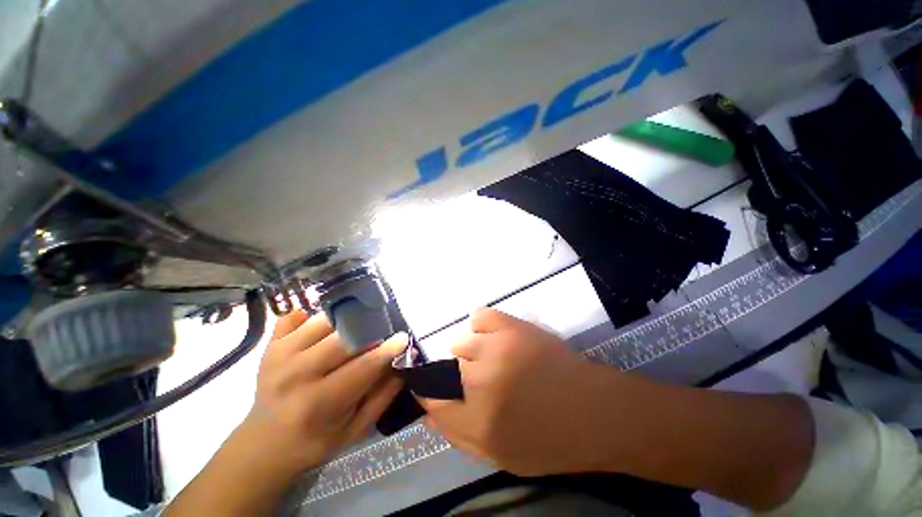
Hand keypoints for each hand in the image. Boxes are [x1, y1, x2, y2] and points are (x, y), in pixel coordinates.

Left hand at [166, 311, 406, 515]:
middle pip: (343, 339)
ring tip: (360, 325)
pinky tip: (328, 322)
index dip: (386, 350)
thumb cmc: (315, 440)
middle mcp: (295, 376)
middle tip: (383, 331)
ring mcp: (279, 357)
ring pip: (323, 322)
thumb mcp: (355, 430)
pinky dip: (313, 314)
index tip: (403, 338)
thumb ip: (382, 396)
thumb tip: (401, 362)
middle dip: (369, 331)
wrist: (264, 444)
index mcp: (318, 404)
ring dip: (347, 320)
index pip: (362, 368)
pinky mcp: (270, 346)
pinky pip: (295, 316)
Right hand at [417, 307, 619, 476]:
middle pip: (444, 367)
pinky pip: (479, 316)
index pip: (431, 398)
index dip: (429, 392)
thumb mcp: (500, 456)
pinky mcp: (511, 326)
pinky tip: (494, 336)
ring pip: (461, 342)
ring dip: (472, 352)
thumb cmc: (549, 441)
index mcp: (476, 420)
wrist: (593, 410)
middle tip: (481, 379)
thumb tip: (426, 413)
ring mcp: (495, 349)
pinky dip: (482, 325)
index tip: (436, 389)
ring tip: (494, 358)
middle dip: (457, 376)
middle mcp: (479, 382)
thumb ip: (457, 435)